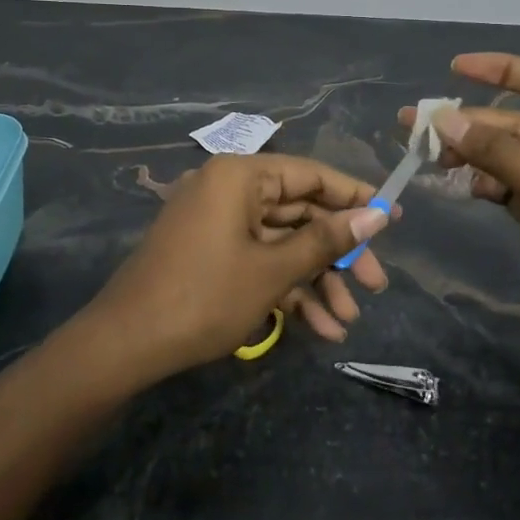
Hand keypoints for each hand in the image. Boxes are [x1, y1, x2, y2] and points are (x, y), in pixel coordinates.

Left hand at [79, 154, 389, 382]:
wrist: (126, 344)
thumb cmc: (205, 296)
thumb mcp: (273, 269)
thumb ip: (327, 240)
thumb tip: (379, 214)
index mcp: (241, 176)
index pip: (311, 175)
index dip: (355, 197)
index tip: (393, 218)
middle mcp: (229, 190)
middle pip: (299, 214)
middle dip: (337, 256)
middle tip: (375, 286)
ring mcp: (217, 223)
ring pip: (282, 244)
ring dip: (315, 281)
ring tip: (345, 322)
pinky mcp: (210, 254)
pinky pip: (258, 261)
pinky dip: (285, 290)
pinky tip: (317, 328)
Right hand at [404, 52, 519, 385]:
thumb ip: (497, 152)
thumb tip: (444, 119)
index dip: (503, 70)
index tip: (456, 68)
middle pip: (518, 124)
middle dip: (471, 123)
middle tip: (415, 124)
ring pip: (509, 158)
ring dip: (472, 155)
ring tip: (429, 155)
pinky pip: (509, 188)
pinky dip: (486, 185)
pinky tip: (462, 185)